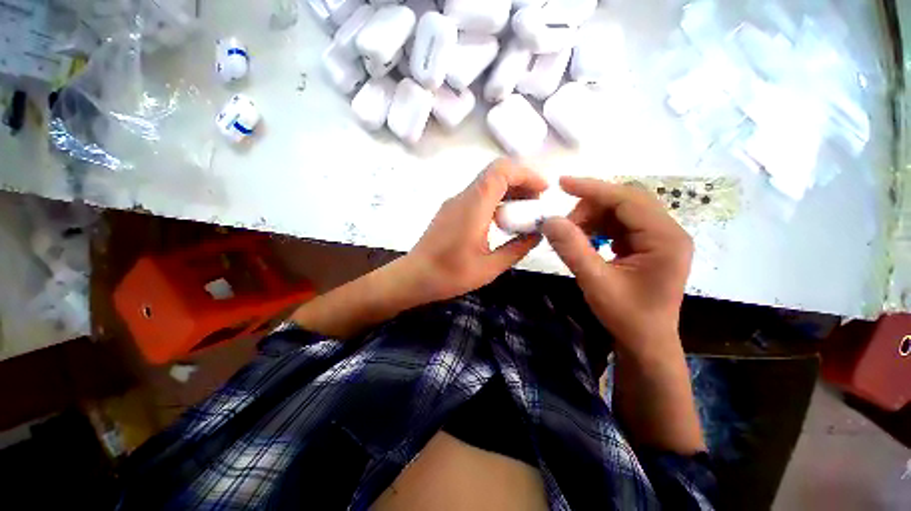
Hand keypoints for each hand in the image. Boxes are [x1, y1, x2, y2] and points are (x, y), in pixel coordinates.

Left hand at [404, 158, 548, 302]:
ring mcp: (454, 202)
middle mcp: (463, 197)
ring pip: (486, 184)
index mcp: (474, 206)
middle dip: (521, 184)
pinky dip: (495, 201)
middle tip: (535, 206)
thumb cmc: (450, 274)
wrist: (414, 277)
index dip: (526, 174)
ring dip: (508, 192)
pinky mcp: (450, 210)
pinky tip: (501, 221)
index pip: (501, 171)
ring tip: (522, 215)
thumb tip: (536, 235)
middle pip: (495, 173)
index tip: (543, 191)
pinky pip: (477, 196)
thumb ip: (517, 249)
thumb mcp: (490, 267)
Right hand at [542, 177, 692, 358]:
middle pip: (626, 201)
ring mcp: (661, 238)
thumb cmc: (626, 316)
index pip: (628, 199)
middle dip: (591, 206)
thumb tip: (549, 220)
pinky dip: (600, 227)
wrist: (646, 342)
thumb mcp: (595, 282)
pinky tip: (589, 241)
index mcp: (665, 239)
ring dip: (594, 217)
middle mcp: (669, 232)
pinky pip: (621, 224)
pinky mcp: (650, 245)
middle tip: (565, 225)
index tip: (562, 183)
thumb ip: (572, 249)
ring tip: (574, 236)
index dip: (593, 189)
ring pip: (622, 211)